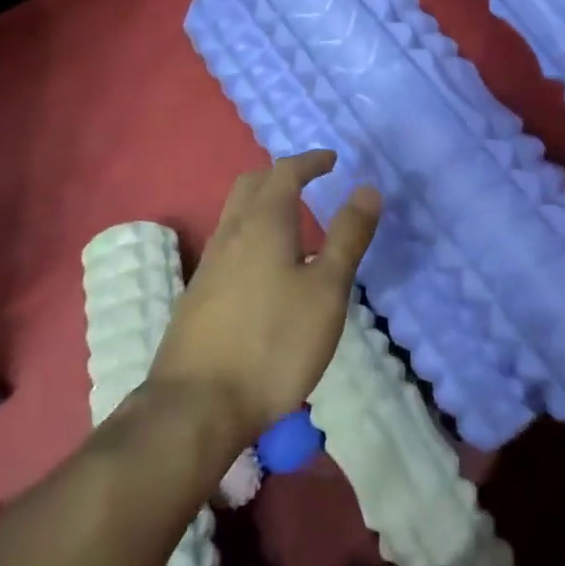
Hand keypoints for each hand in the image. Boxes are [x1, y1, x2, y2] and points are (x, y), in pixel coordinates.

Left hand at [149, 150, 381, 447]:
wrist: (197, 405)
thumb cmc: (273, 343)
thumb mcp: (326, 290)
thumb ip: (347, 237)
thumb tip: (366, 188)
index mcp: (263, 223)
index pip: (284, 172)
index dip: (309, 161)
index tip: (331, 160)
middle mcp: (231, 234)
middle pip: (251, 185)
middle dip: (281, 174)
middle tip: (309, 180)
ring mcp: (209, 265)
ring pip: (235, 214)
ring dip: (264, 203)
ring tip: (293, 221)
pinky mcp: (199, 295)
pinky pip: (229, 244)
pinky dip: (252, 234)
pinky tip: (268, 268)